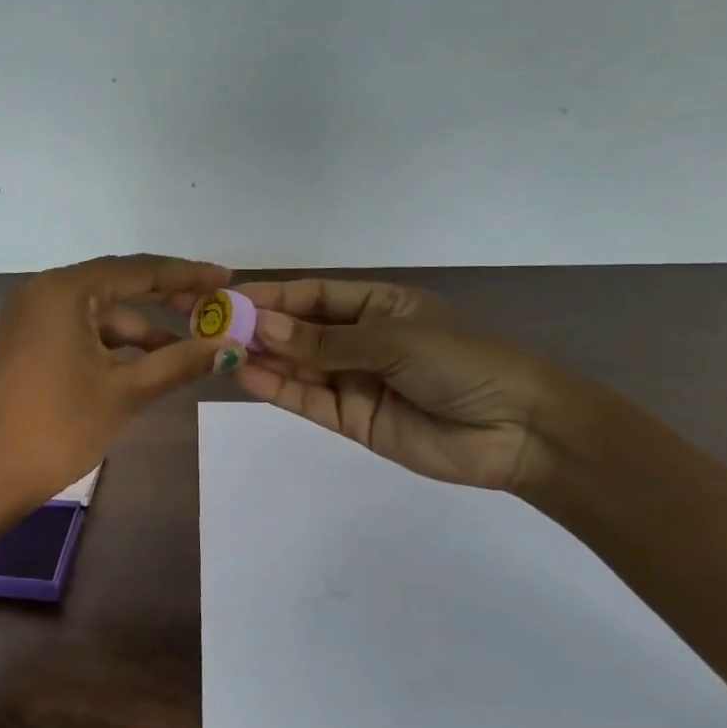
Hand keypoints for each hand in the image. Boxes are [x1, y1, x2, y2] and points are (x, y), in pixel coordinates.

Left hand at [0, 255, 241, 507]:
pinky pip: (77, 333)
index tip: (227, 278)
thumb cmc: (57, 428)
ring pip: (98, 314)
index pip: (137, 270)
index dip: (186, 274)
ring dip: (140, 331)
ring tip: (187, 352)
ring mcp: (28, 319)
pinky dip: (111, 346)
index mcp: (63, 290)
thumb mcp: (124, 392)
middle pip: (117, 286)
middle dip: (166, 300)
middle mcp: (42, 293)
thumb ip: (178, 363)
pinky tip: (144, 366)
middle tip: (213, 310)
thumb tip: (231, 348)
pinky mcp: (24, 345)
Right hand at [232, 278, 568, 492]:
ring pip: (296, 366)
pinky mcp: (350, 419)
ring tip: (217, 350)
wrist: (516, 431)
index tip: (228, 299)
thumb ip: (323, 341)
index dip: (271, 296)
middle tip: (209, 327)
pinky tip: (245, 375)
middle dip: (257, 327)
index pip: (313, 296)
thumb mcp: (392, 341)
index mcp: (378, 306)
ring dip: (260, 357)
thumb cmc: (463, 363)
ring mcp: (352, 381)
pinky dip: (276, 388)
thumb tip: (261, 326)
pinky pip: (306, 399)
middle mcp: (360, 340)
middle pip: (298, 331)